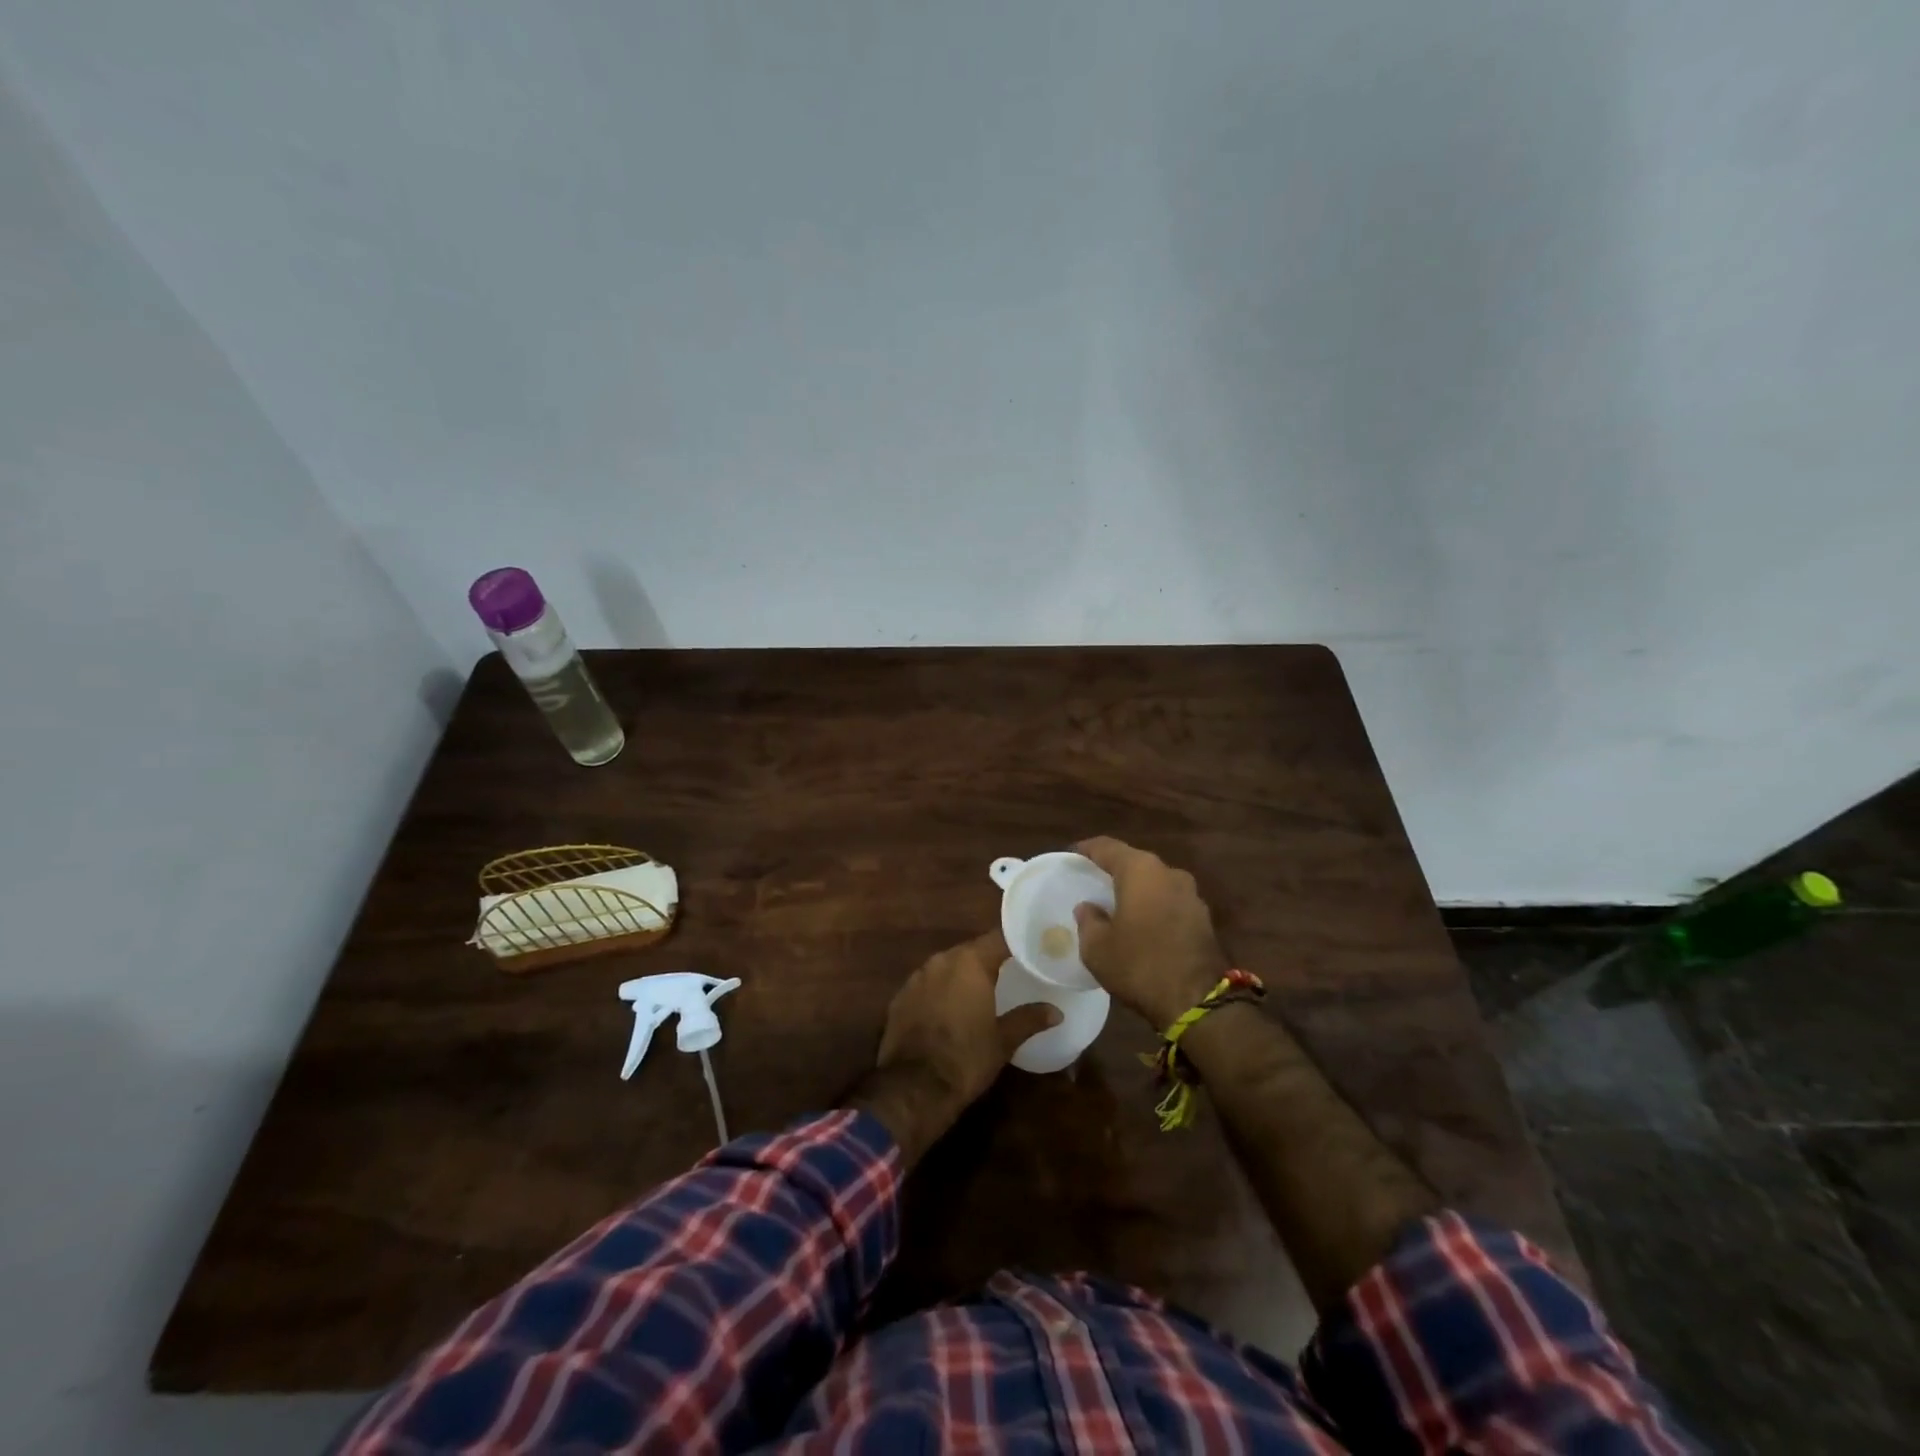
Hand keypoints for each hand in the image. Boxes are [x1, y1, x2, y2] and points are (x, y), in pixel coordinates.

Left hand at [876, 929, 1059, 1104]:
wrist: (913, 1088)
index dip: (1015, 943)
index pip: (998, 939)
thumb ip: (1029, 1019)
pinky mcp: (899, 997)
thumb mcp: (1003, 1041)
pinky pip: (926, 984)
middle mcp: (941, 961)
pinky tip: (947, 1010)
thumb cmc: (966, 1059)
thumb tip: (1056, 1012)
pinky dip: (939, 991)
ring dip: (961, 975)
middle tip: (1008, 972)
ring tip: (979, 992)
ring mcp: (916, 977)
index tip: (1030, 950)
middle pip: (970, 950)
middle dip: (988, 960)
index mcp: (970, 963)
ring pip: (946, 966)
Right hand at [1073, 837, 1230, 1029]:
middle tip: (1092, 881)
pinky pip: (1169, 901)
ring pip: (1155, 882)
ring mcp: (1191, 895)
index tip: (1072, 856)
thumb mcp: (1097, 947)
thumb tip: (1088, 907)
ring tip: (1116, 903)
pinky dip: (1153, 906)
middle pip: (1134, 862)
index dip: (1087, 849)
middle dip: (1113, 869)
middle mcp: (1169, 873)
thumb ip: (1088, 920)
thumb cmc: (1139, 965)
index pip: (1107, 847)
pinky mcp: (1203, 918)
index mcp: (1140, 871)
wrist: (1198, 1002)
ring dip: (1136, 889)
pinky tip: (1141, 923)